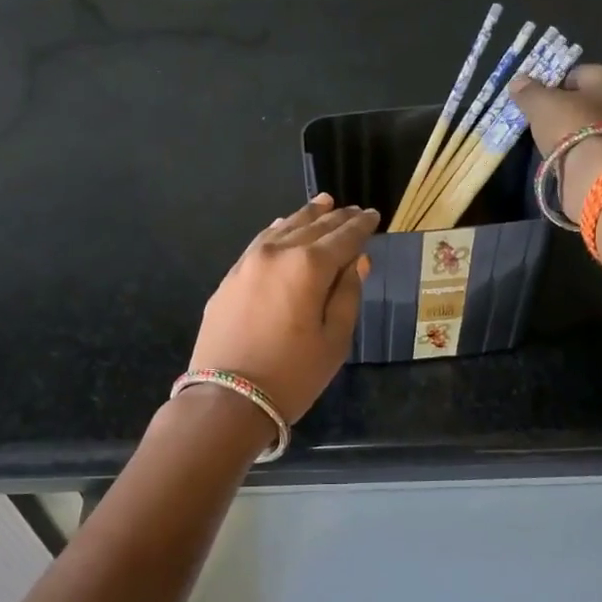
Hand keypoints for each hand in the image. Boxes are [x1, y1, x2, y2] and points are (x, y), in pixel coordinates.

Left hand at [188, 194, 377, 421]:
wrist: (227, 398)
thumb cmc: (292, 375)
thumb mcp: (334, 341)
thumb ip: (347, 295)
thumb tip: (356, 262)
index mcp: (309, 266)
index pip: (343, 238)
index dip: (361, 226)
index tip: (374, 215)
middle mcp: (277, 253)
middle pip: (312, 227)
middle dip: (335, 218)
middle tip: (352, 210)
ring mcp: (248, 263)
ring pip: (282, 229)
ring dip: (305, 217)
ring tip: (323, 204)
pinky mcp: (229, 279)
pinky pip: (259, 243)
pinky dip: (277, 231)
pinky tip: (283, 227)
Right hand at [508, 65, 601, 212]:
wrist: (596, 174)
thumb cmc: (573, 126)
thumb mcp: (542, 104)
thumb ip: (530, 91)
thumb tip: (517, 82)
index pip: (579, 75)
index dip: (555, 88)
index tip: (539, 104)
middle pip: (591, 100)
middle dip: (570, 110)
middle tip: (546, 125)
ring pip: (597, 125)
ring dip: (578, 133)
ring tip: (555, 145)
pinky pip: (599, 147)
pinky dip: (585, 151)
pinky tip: (569, 160)